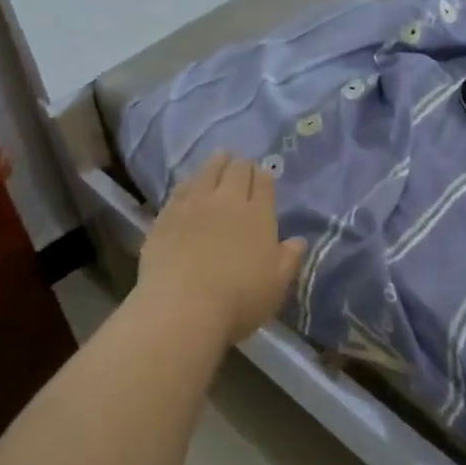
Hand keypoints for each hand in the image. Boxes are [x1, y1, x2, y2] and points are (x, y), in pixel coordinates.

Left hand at [136, 152, 306, 349]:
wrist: (183, 307)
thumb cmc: (238, 301)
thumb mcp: (276, 286)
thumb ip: (288, 259)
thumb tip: (298, 240)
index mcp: (258, 215)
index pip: (264, 183)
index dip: (264, 176)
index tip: (263, 174)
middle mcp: (227, 201)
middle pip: (236, 171)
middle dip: (241, 164)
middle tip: (241, 163)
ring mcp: (194, 205)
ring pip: (207, 173)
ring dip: (216, 162)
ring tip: (219, 157)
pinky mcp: (167, 215)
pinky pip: (180, 189)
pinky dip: (190, 181)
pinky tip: (190, 182)